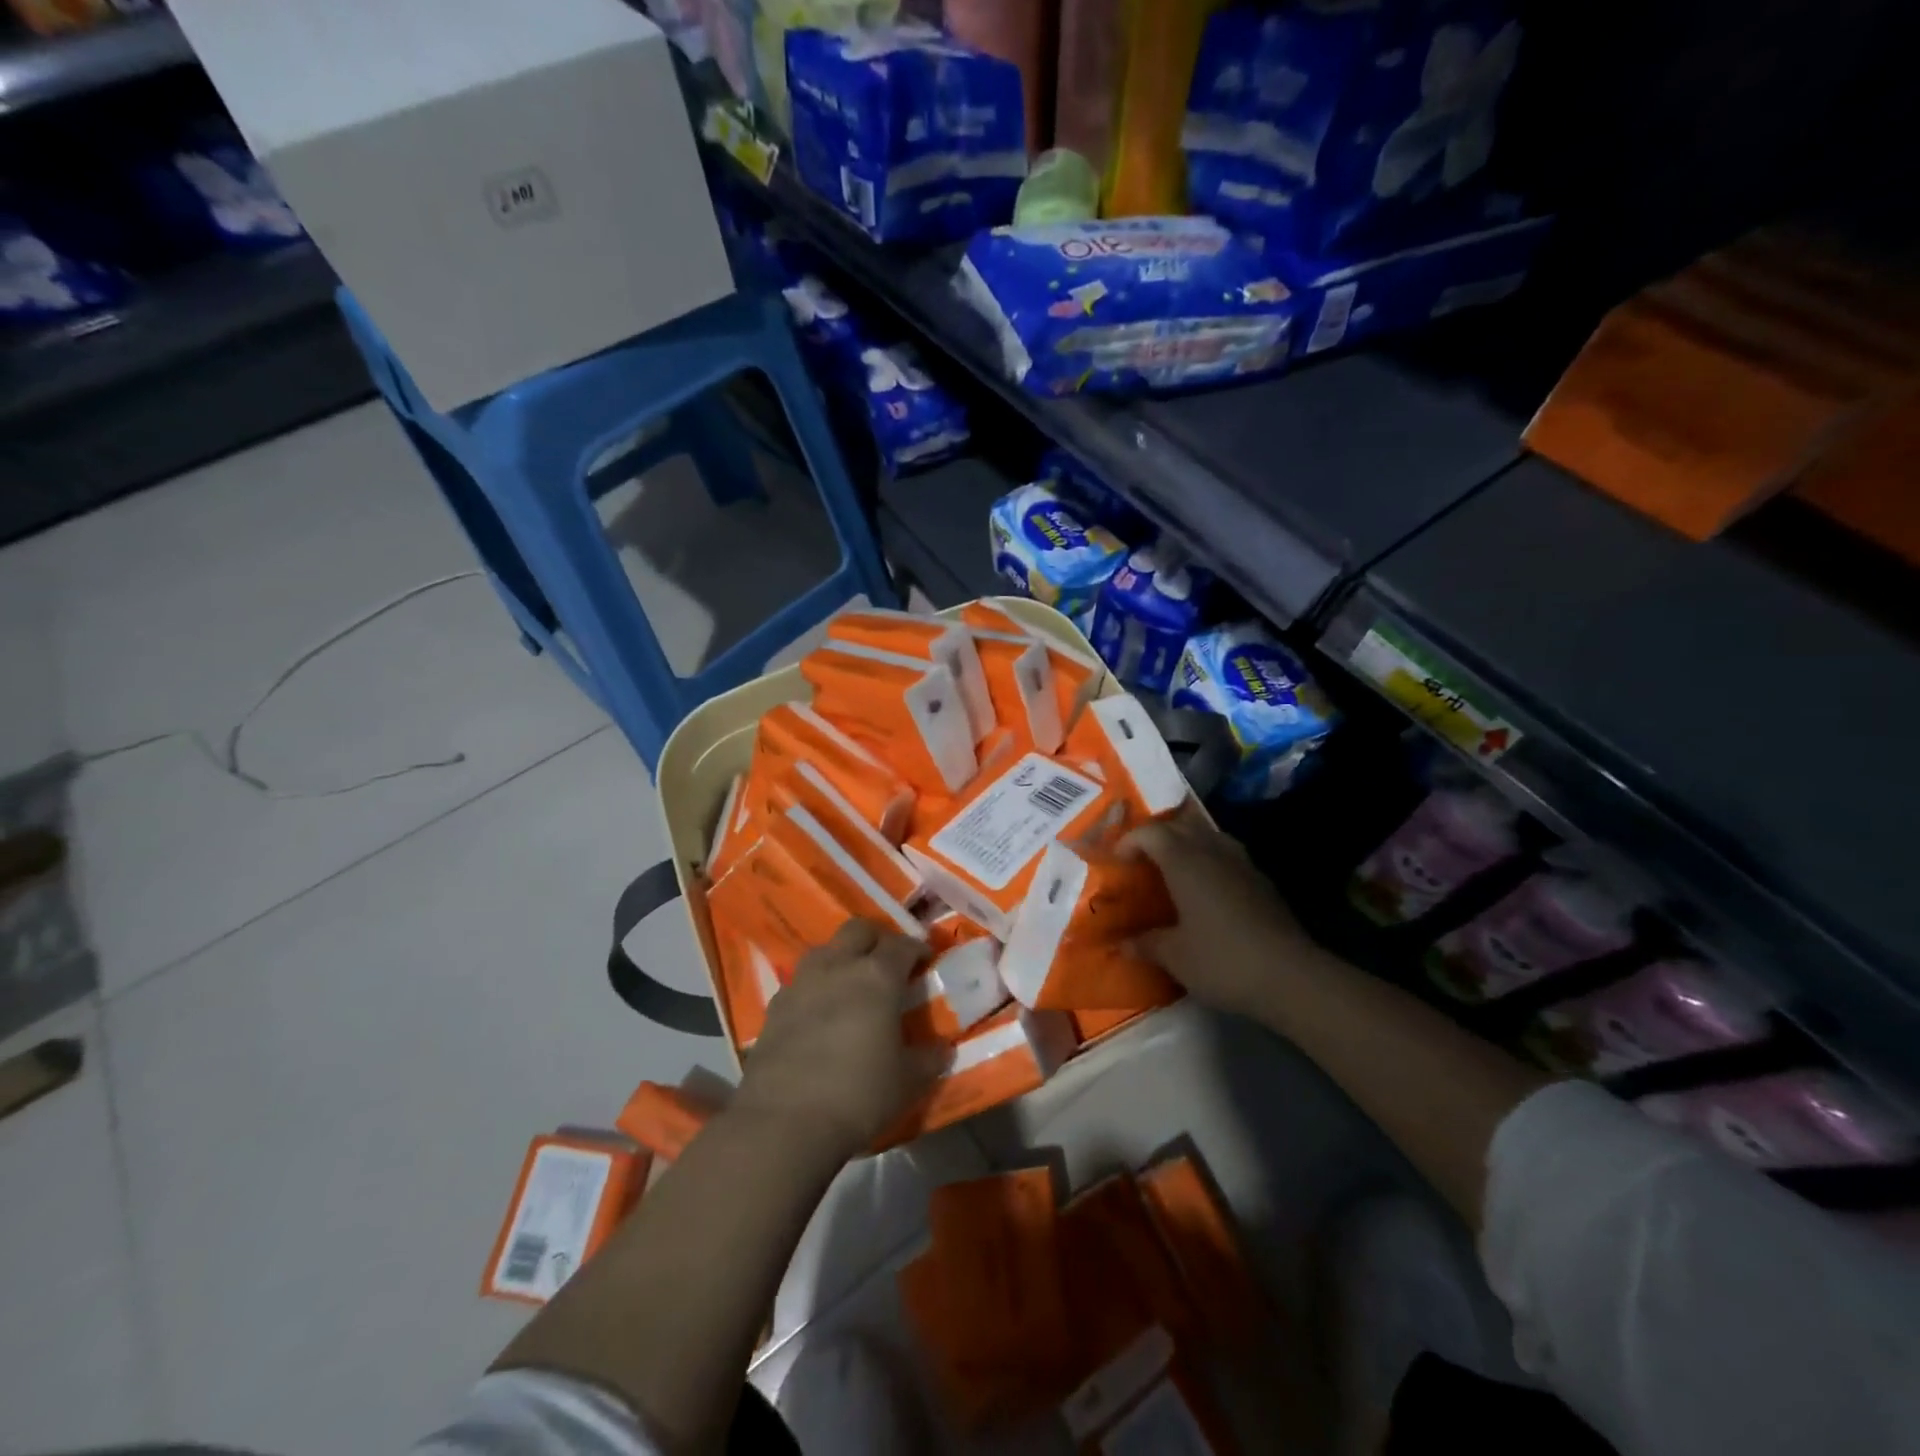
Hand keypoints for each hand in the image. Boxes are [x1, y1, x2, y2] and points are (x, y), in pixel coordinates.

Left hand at [733, 920, 949, 1162]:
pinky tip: (818, 1012)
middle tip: (887, 962)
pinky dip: (814, 988)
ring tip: (850, 982)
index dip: (916, 948)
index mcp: (877, 977)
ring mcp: (801, 984)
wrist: (784, 1122)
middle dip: (876, 939)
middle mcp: (838, 967)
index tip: (925, 959)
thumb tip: (943, 1049)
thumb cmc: (858, 1095)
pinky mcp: (774, 1008)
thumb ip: (927, 1059)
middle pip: (858, 930)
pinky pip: (799, 982)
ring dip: (841, 957)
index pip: (901, 945)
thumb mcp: (906, 1081)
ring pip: (824, 950)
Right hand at [1124, 803, 1316, 1021]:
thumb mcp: (1175, 957)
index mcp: (1185, 862)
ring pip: (1208, 836)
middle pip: (1180, 826)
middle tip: (1141, 860)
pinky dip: (1209, 861)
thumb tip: (1122, 943)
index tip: (1116, 862)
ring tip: (1172, 869)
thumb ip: (1146, 944)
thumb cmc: (1222, 960)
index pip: (1151, 833)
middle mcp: (1213, 852)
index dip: (1129, 841)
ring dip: (1186, 844)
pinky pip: (1227, 856)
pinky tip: (1206, 891)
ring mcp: (1243, 864)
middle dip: (1156, 836)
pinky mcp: (1262, 882)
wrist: (1291, 977)